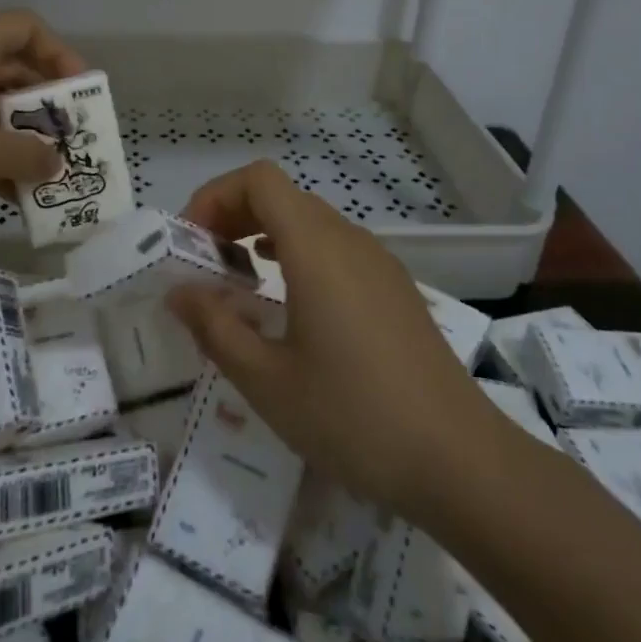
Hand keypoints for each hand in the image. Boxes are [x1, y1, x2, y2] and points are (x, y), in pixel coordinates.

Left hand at [0, 10, 86, 199]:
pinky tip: (0, 193)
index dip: (61, 57)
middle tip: (67, 146)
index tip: (79, 98)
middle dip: (42, 110)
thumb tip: (57, 163)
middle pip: (11, 71)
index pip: (30, 29)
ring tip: (40, 179)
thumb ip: (26, 155)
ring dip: (14, 139)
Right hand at [166, 160, 496, 523]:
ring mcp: (378, 262)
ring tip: (239, 282)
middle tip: (205, 264)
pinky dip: (298, 255)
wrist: (461, 461)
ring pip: (310, 221)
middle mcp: (349, 240)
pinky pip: (335, 248)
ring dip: (265, 235)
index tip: (192, 243)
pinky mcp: (394, 288)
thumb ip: (216, 328)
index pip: (259, 180)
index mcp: (316, 249)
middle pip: (282, 195)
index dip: (216, 196)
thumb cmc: (354, 417)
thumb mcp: (267, 381)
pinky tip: (289, 305)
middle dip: (234, 216)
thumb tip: (179, 292)